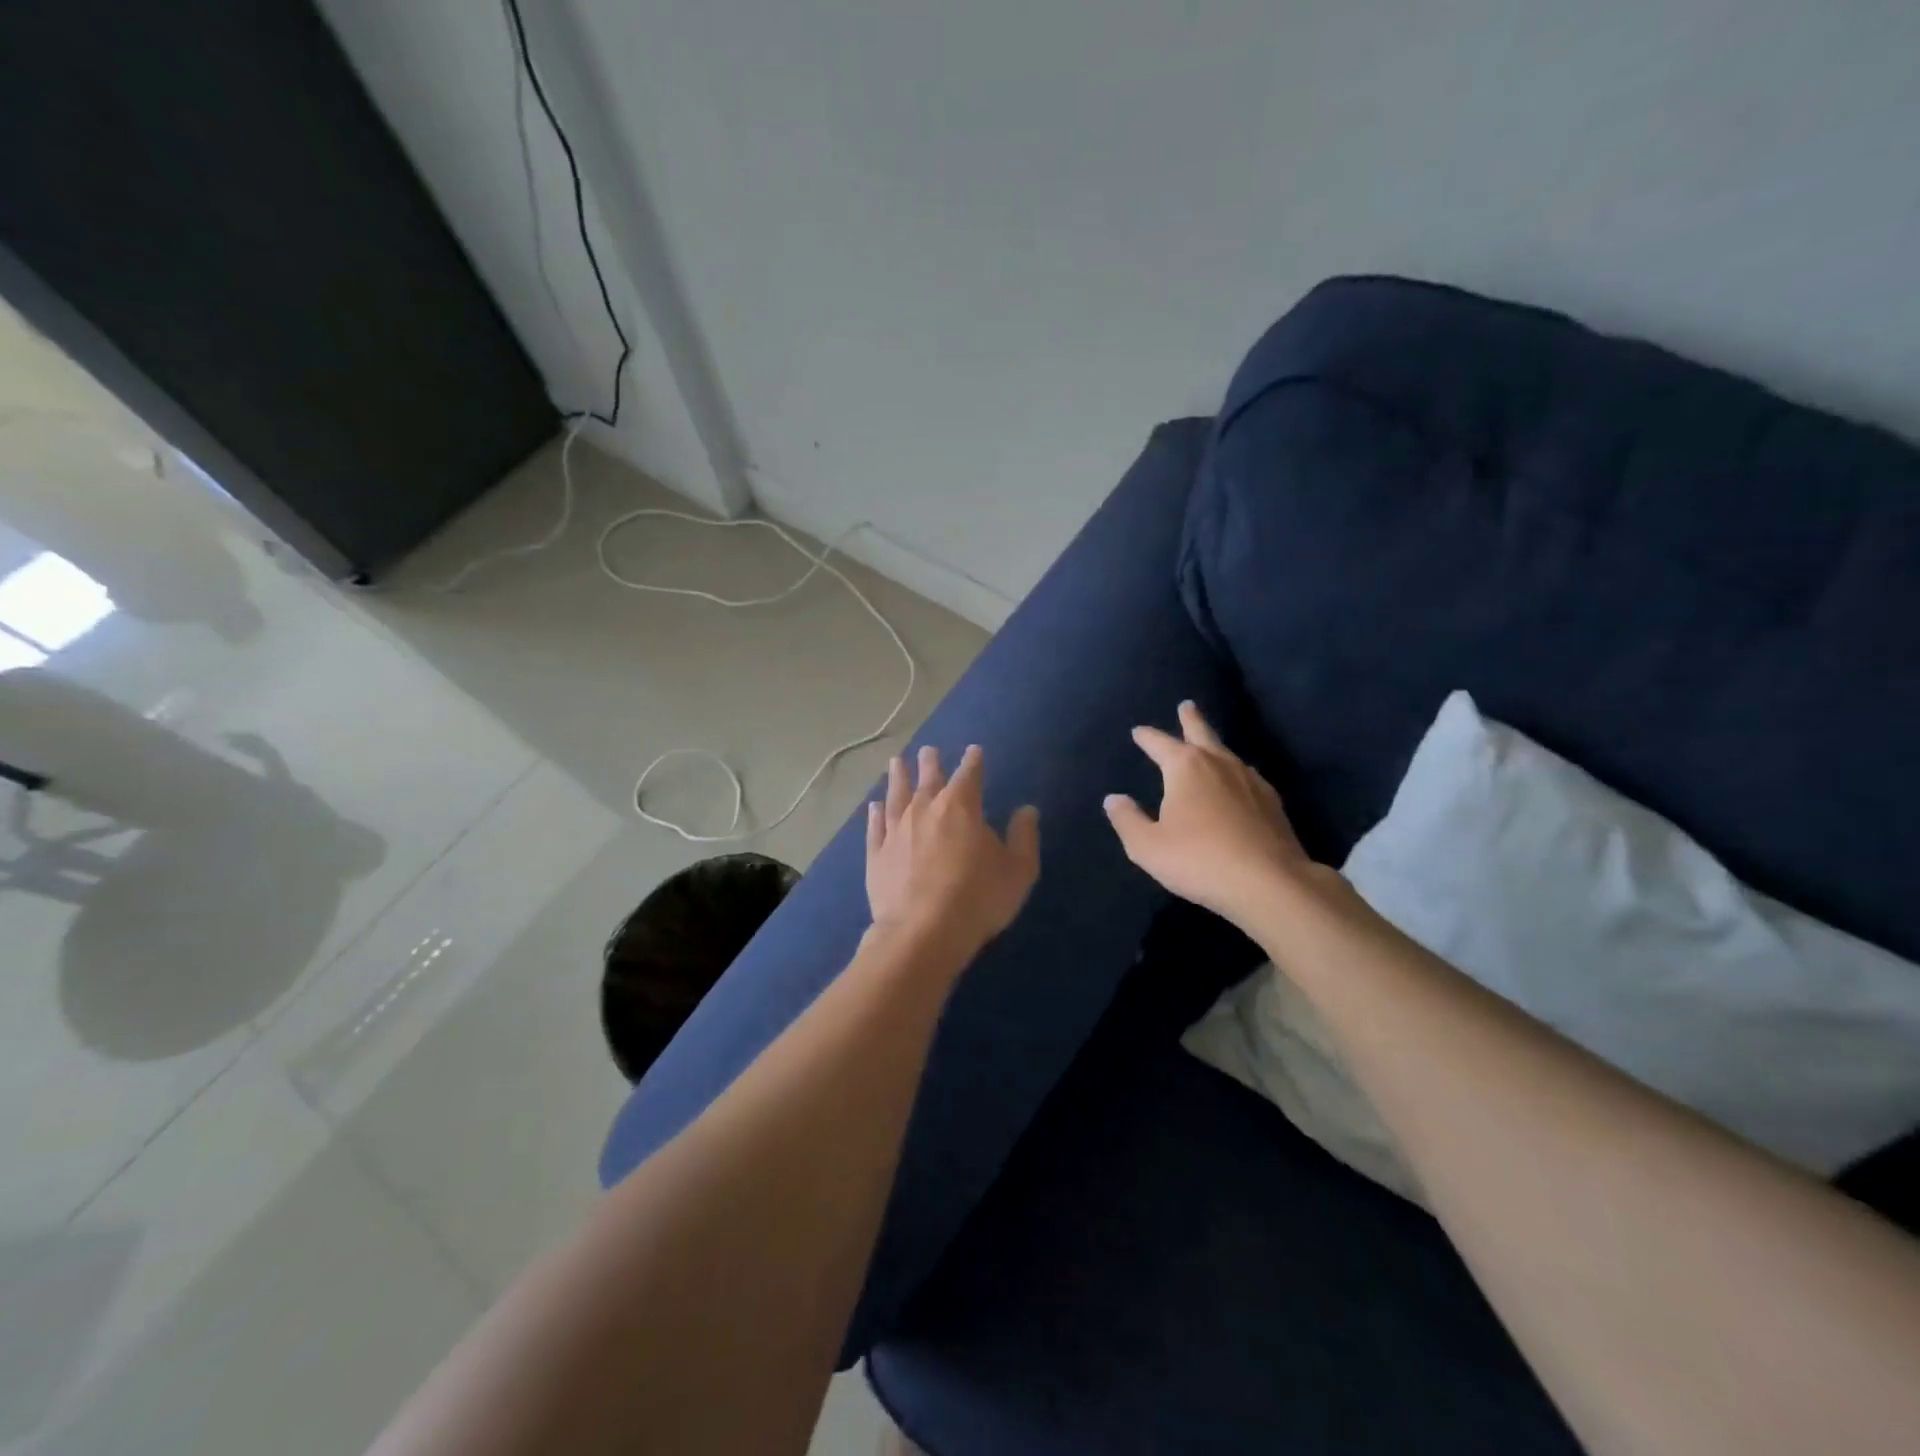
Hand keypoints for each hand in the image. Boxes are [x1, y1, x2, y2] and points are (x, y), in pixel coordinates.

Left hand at [867, 745, 1039, 958]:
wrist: (922, 932)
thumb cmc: (978, 898)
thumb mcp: (1017, 870)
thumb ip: (1023, 837)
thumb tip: (1027, 810)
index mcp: (961, 806)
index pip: (970, 775)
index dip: (974, 761)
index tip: (974, 750)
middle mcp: (925, 809)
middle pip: (928, 778)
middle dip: (931, 762)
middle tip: (928, 750)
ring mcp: (896, 830)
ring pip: (896, 795)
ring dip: (898, 777)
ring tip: (896, 762)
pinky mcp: (876, 854)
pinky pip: (875, 827)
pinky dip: (875, 814)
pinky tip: (874, 806)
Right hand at [1104, 701, 1327, 932]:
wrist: (1268, 882)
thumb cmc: (1198, 860)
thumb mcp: (1147, 846)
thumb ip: (1127, 819)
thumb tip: (1114, 799)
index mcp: (1186, 767)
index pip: (1160, 743)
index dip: (1147, 737)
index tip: (1138, 731)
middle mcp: (1219, 763)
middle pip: (1202, 732)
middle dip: (1191, 719)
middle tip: (1187, 706)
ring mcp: (1250, 780)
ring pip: (1227, 752)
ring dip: (1214, 744)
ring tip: (1208, 744)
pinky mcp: (1271, 802)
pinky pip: (1246, 775)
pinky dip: (1234, 771)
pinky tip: (1237, 782)